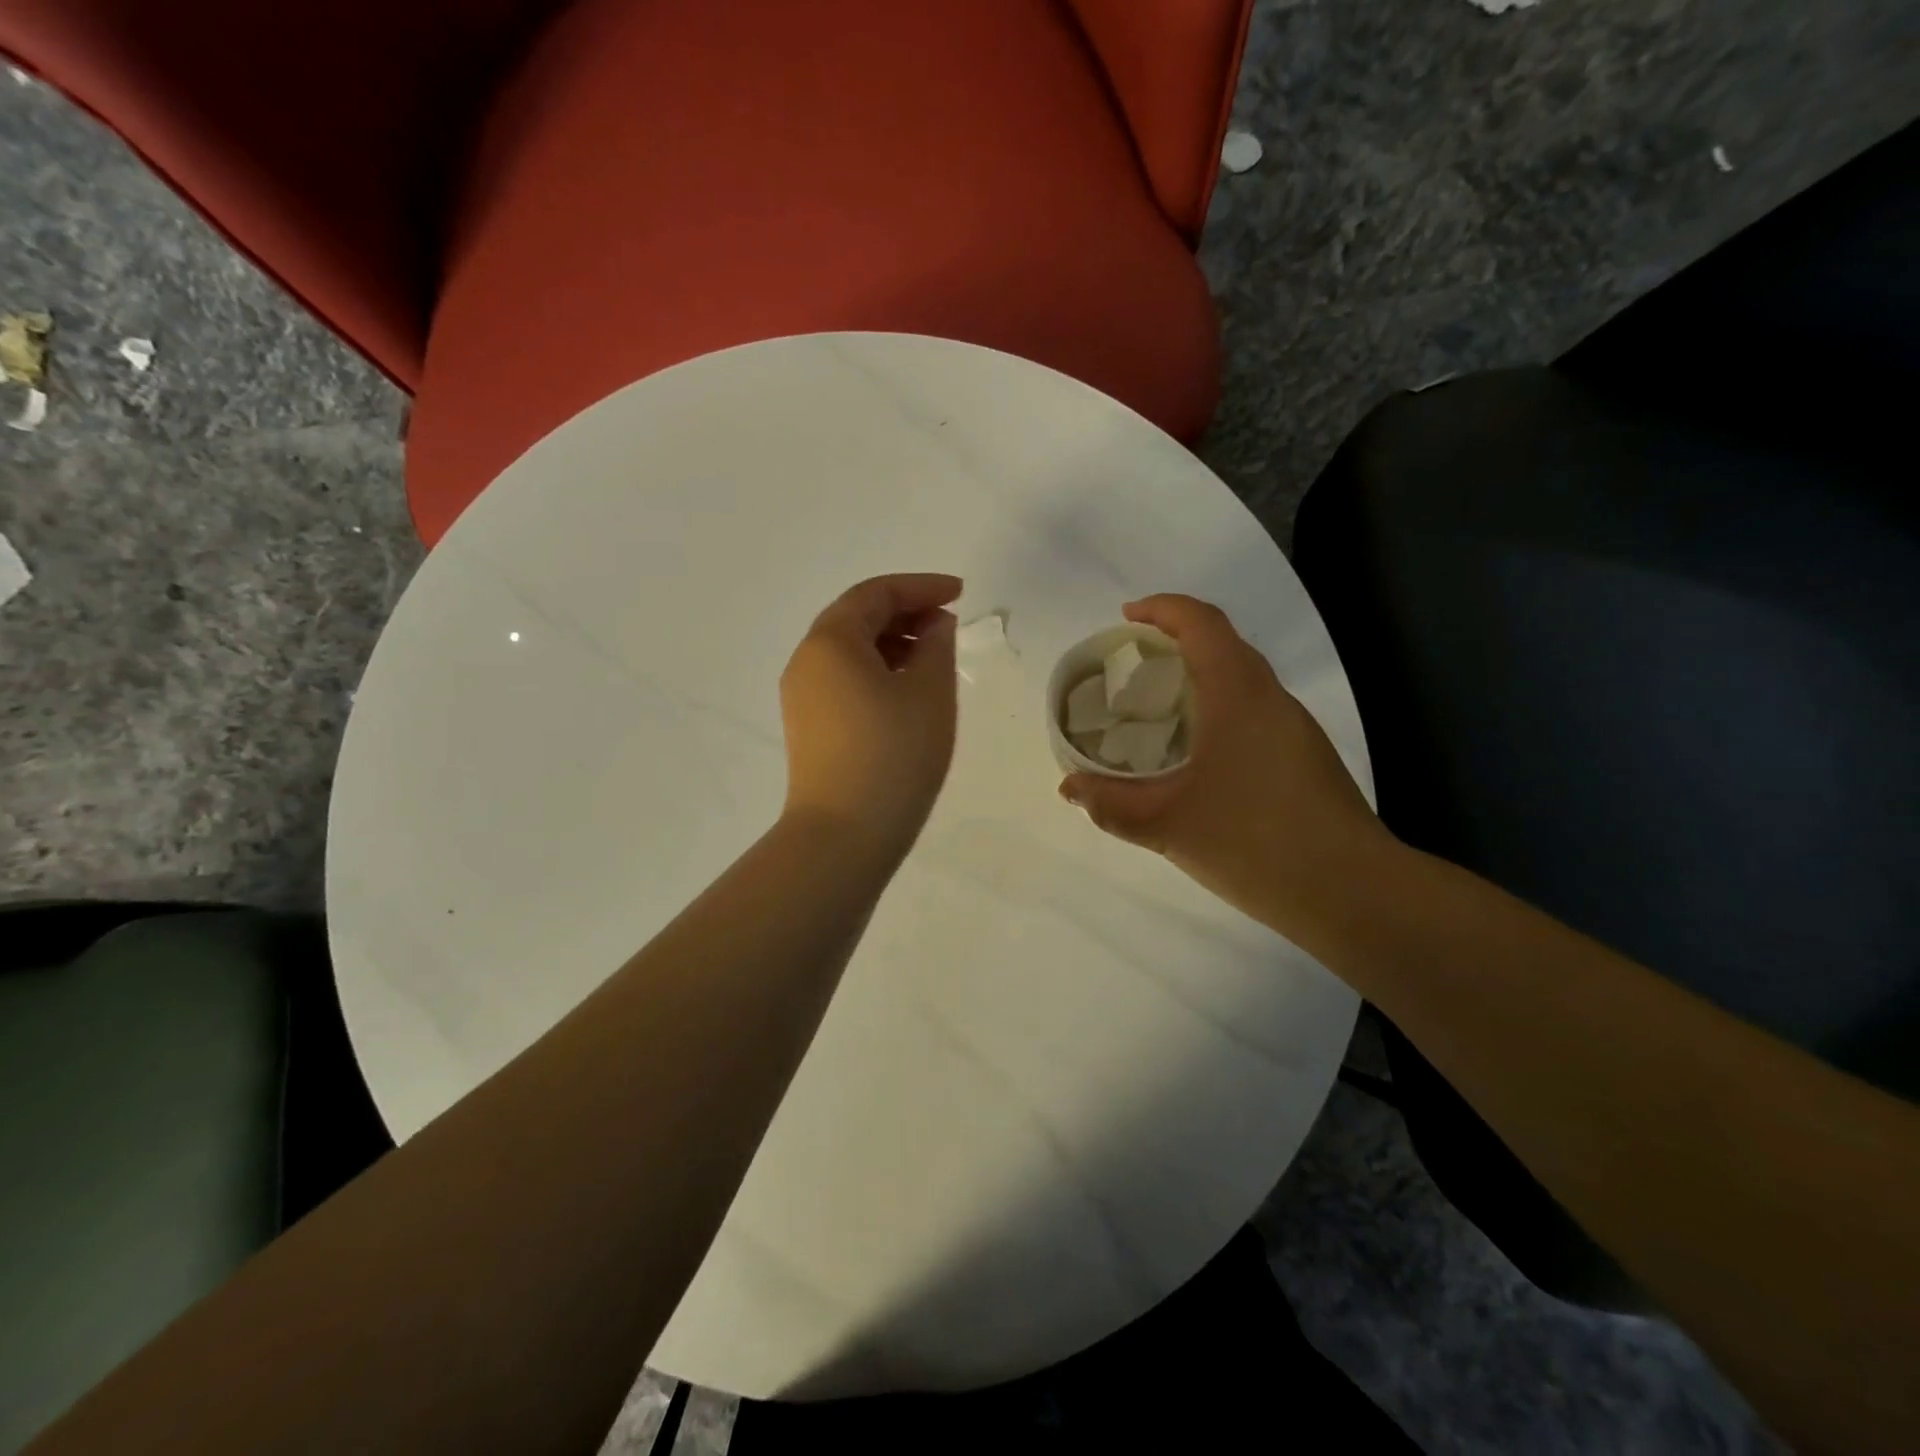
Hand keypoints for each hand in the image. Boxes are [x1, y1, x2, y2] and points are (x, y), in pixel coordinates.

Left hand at [780, 574, 962, 859]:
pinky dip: (876, 672)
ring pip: (849, 651)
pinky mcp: (808, 728)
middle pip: (856, 618)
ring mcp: (802, 697)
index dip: (921, 587)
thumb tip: (934, 626)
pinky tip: (906, 692)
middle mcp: (806, 661)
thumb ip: (937, 646)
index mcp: (830, 641)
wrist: (843, 836)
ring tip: (933, 659)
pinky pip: (843, 681)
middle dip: (905, 613)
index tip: (960, 593)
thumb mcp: (929, 693)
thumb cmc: (893, 755)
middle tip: (949, 625)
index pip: (876, 594)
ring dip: (891, 644)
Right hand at [1059, 595, 1395, 944]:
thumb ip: (1111, 804)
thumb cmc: (1254, 843)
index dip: (1163, 609)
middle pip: (1224, 643)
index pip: (1202, 623)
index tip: (1126, 617)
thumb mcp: (1167, 825)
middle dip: (1176, 639)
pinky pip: (1254, 710)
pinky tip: (1197, 753)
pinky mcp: (1305, 757)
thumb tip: (1069, 788)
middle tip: (1132, 665)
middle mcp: (1271, 698)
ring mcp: (1295, 728)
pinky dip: (1218, 707)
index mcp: (1238, 694)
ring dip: (1200, 675)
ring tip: (1157, 707)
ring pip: (1243, 678)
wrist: (1352, 892)